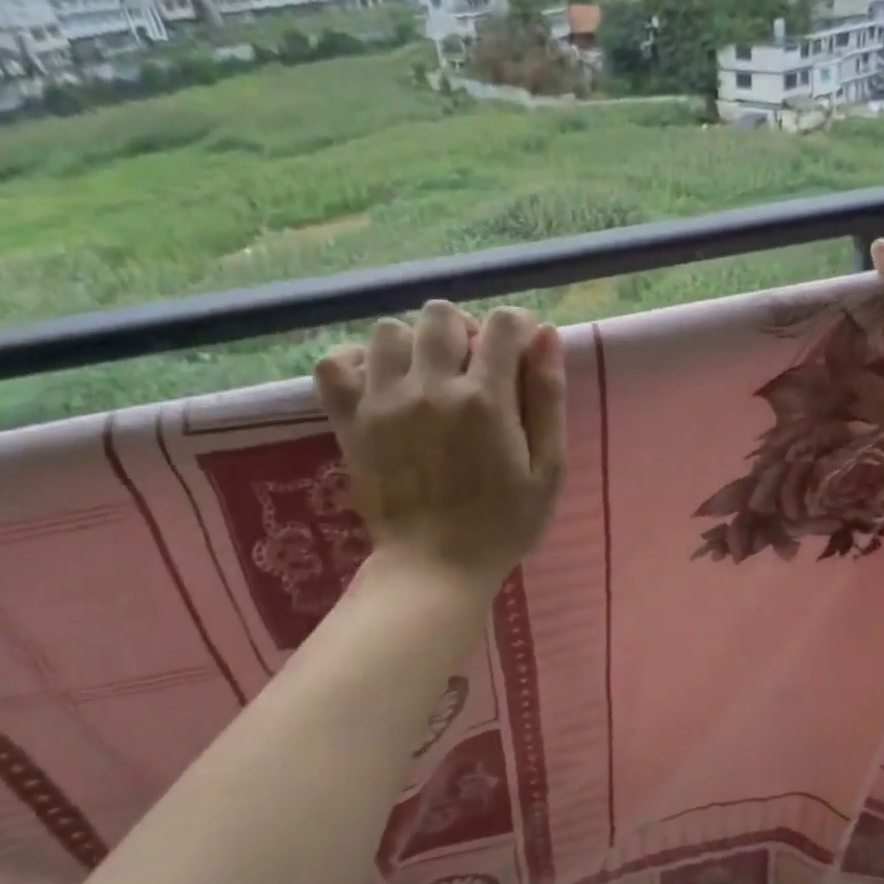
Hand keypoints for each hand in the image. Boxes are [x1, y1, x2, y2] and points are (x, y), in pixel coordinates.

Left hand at [314, 302, 565, 587]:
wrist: (435, 568)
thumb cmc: (504, 524)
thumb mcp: (548, 469)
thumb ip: (548, 400)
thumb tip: (547, 335)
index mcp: (486, 399)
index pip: (504, 324)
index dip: (519, 329)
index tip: (521, 353)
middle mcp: (430, 388)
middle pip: (442, 315)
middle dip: (466, 330)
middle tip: (474, 368)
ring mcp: (383, 402)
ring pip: (389, 331)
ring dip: (415, 345)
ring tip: (428, 378)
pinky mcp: (350, 420)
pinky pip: (334, 363)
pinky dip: (357, 362)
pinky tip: (382, 384)